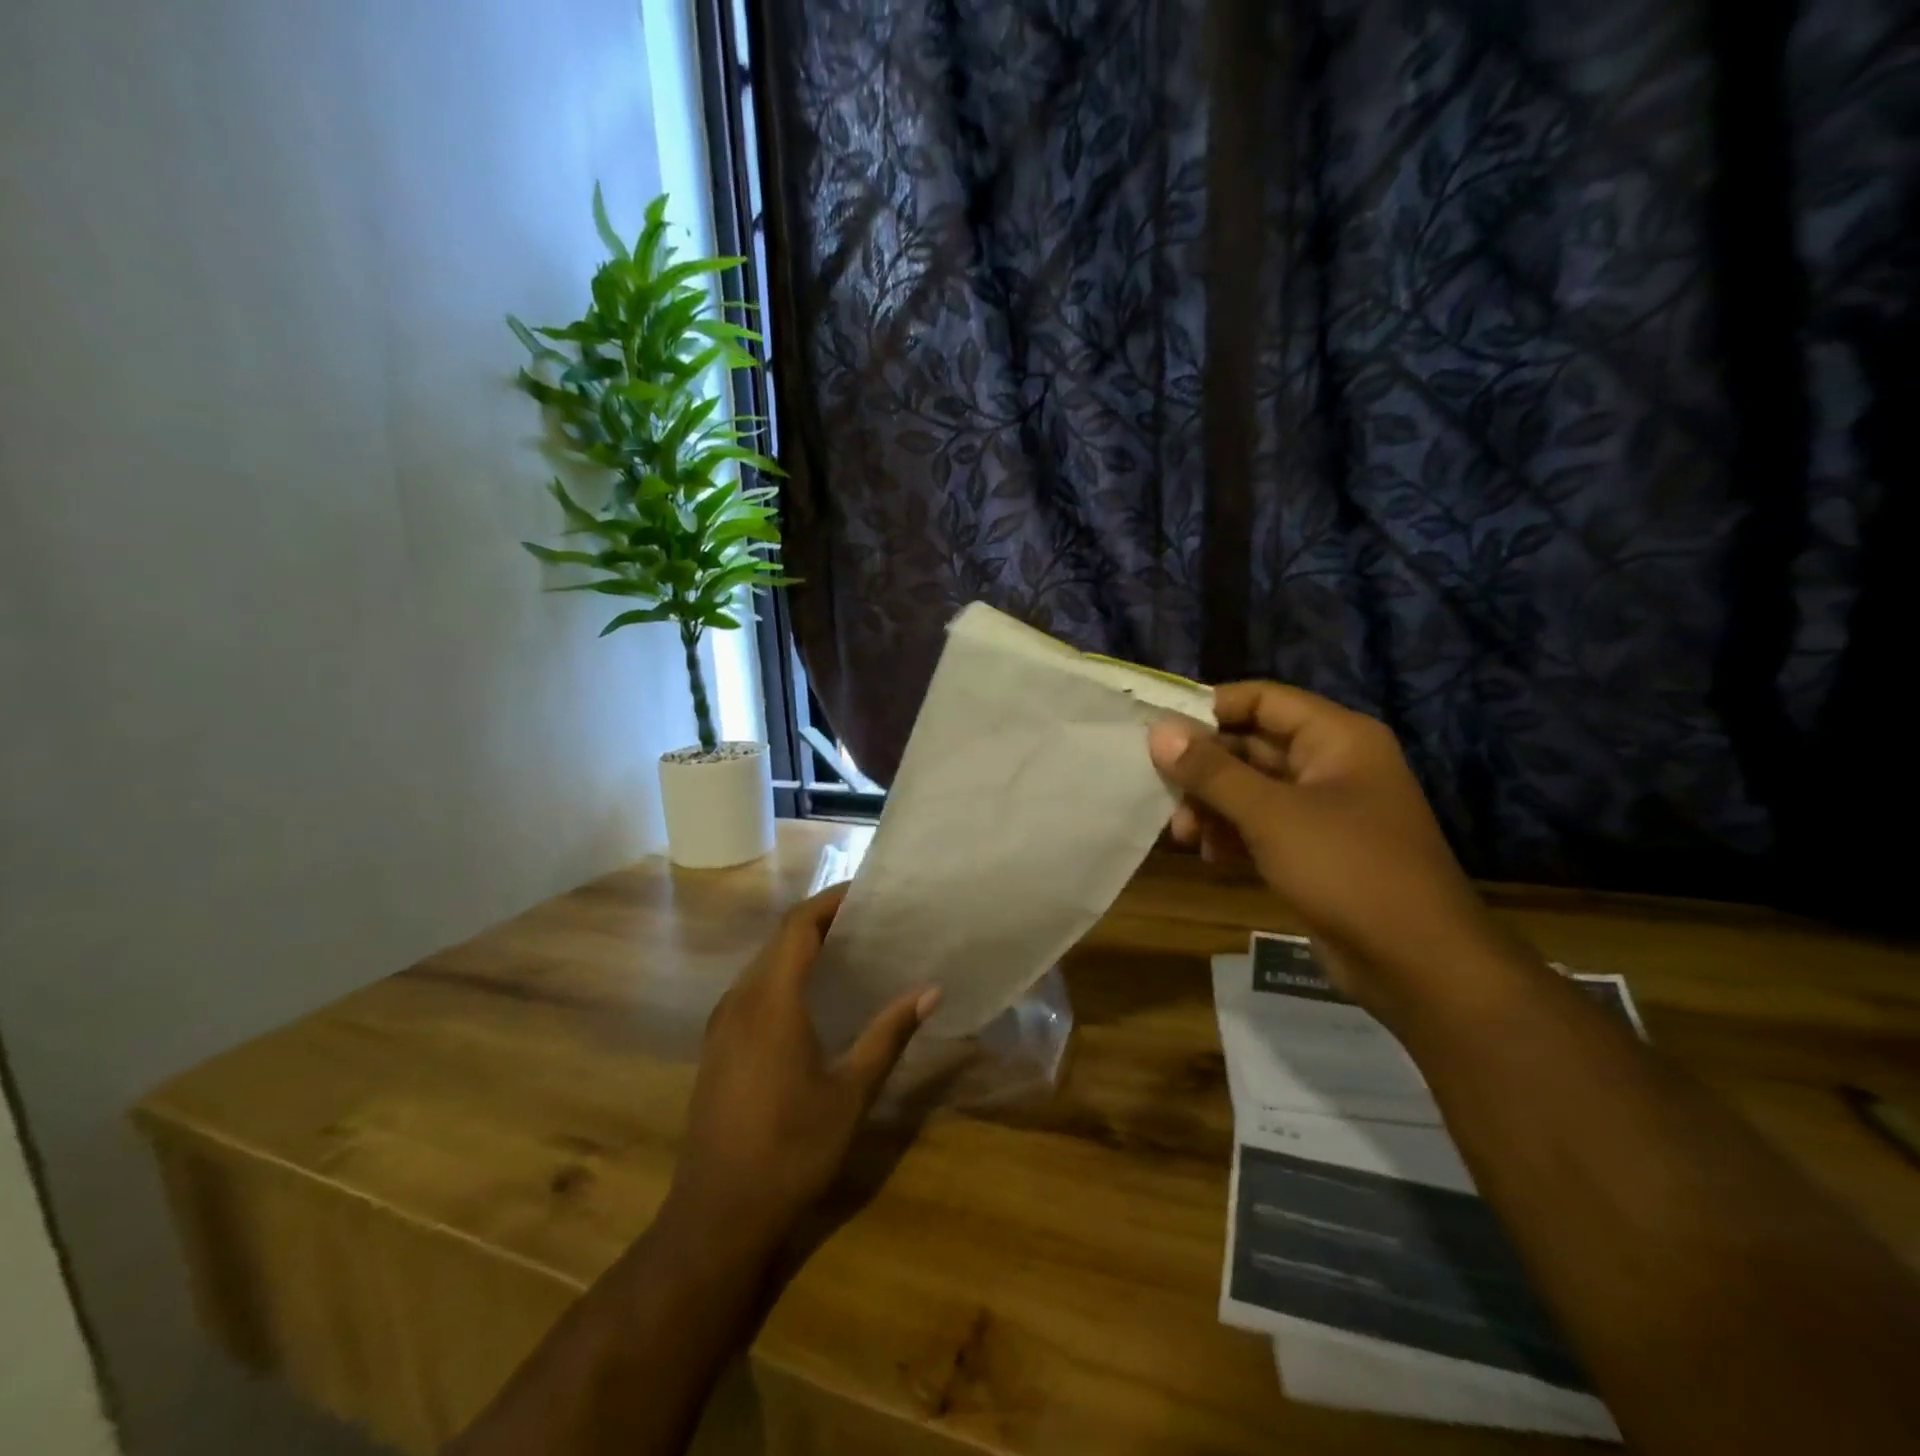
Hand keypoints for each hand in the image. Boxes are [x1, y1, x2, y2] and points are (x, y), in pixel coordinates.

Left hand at [662, 883, 938, 1253]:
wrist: (716, 1215)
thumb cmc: (790, 1150)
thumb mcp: (850, 1094)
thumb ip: (888, 1035)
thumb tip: (931, 991)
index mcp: (771, 1001)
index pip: (798, 925)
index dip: (831, 900)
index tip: (869, 892)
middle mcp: (739, 1001)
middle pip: (780, 938)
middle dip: (823, 920)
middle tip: (871, 920)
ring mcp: (722, 1024)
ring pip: (764, 963)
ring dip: (803, 947)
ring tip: (851, 950)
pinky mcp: (717, 1046)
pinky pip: (753, 988)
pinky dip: (786, 974)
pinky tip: (815, 997)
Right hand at [1151, 682, 1516, 1015]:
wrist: (1417, 964)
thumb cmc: (1347, 870)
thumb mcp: (1271, 815)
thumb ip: (1211, 771)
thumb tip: (1159, 731)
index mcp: (1336, 737)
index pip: (1262, 699)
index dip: (1209, 709)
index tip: (1159, 731)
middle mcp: (1332, 764)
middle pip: (1251, 745)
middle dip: (1204, 768)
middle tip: (1159, 789)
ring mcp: (1325, 809)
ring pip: (1251, 789)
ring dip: (1212, 805)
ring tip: (1181, 834)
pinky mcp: (1316, 849)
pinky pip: (1261, 824)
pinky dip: (1231, 833)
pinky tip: (1207, 854)